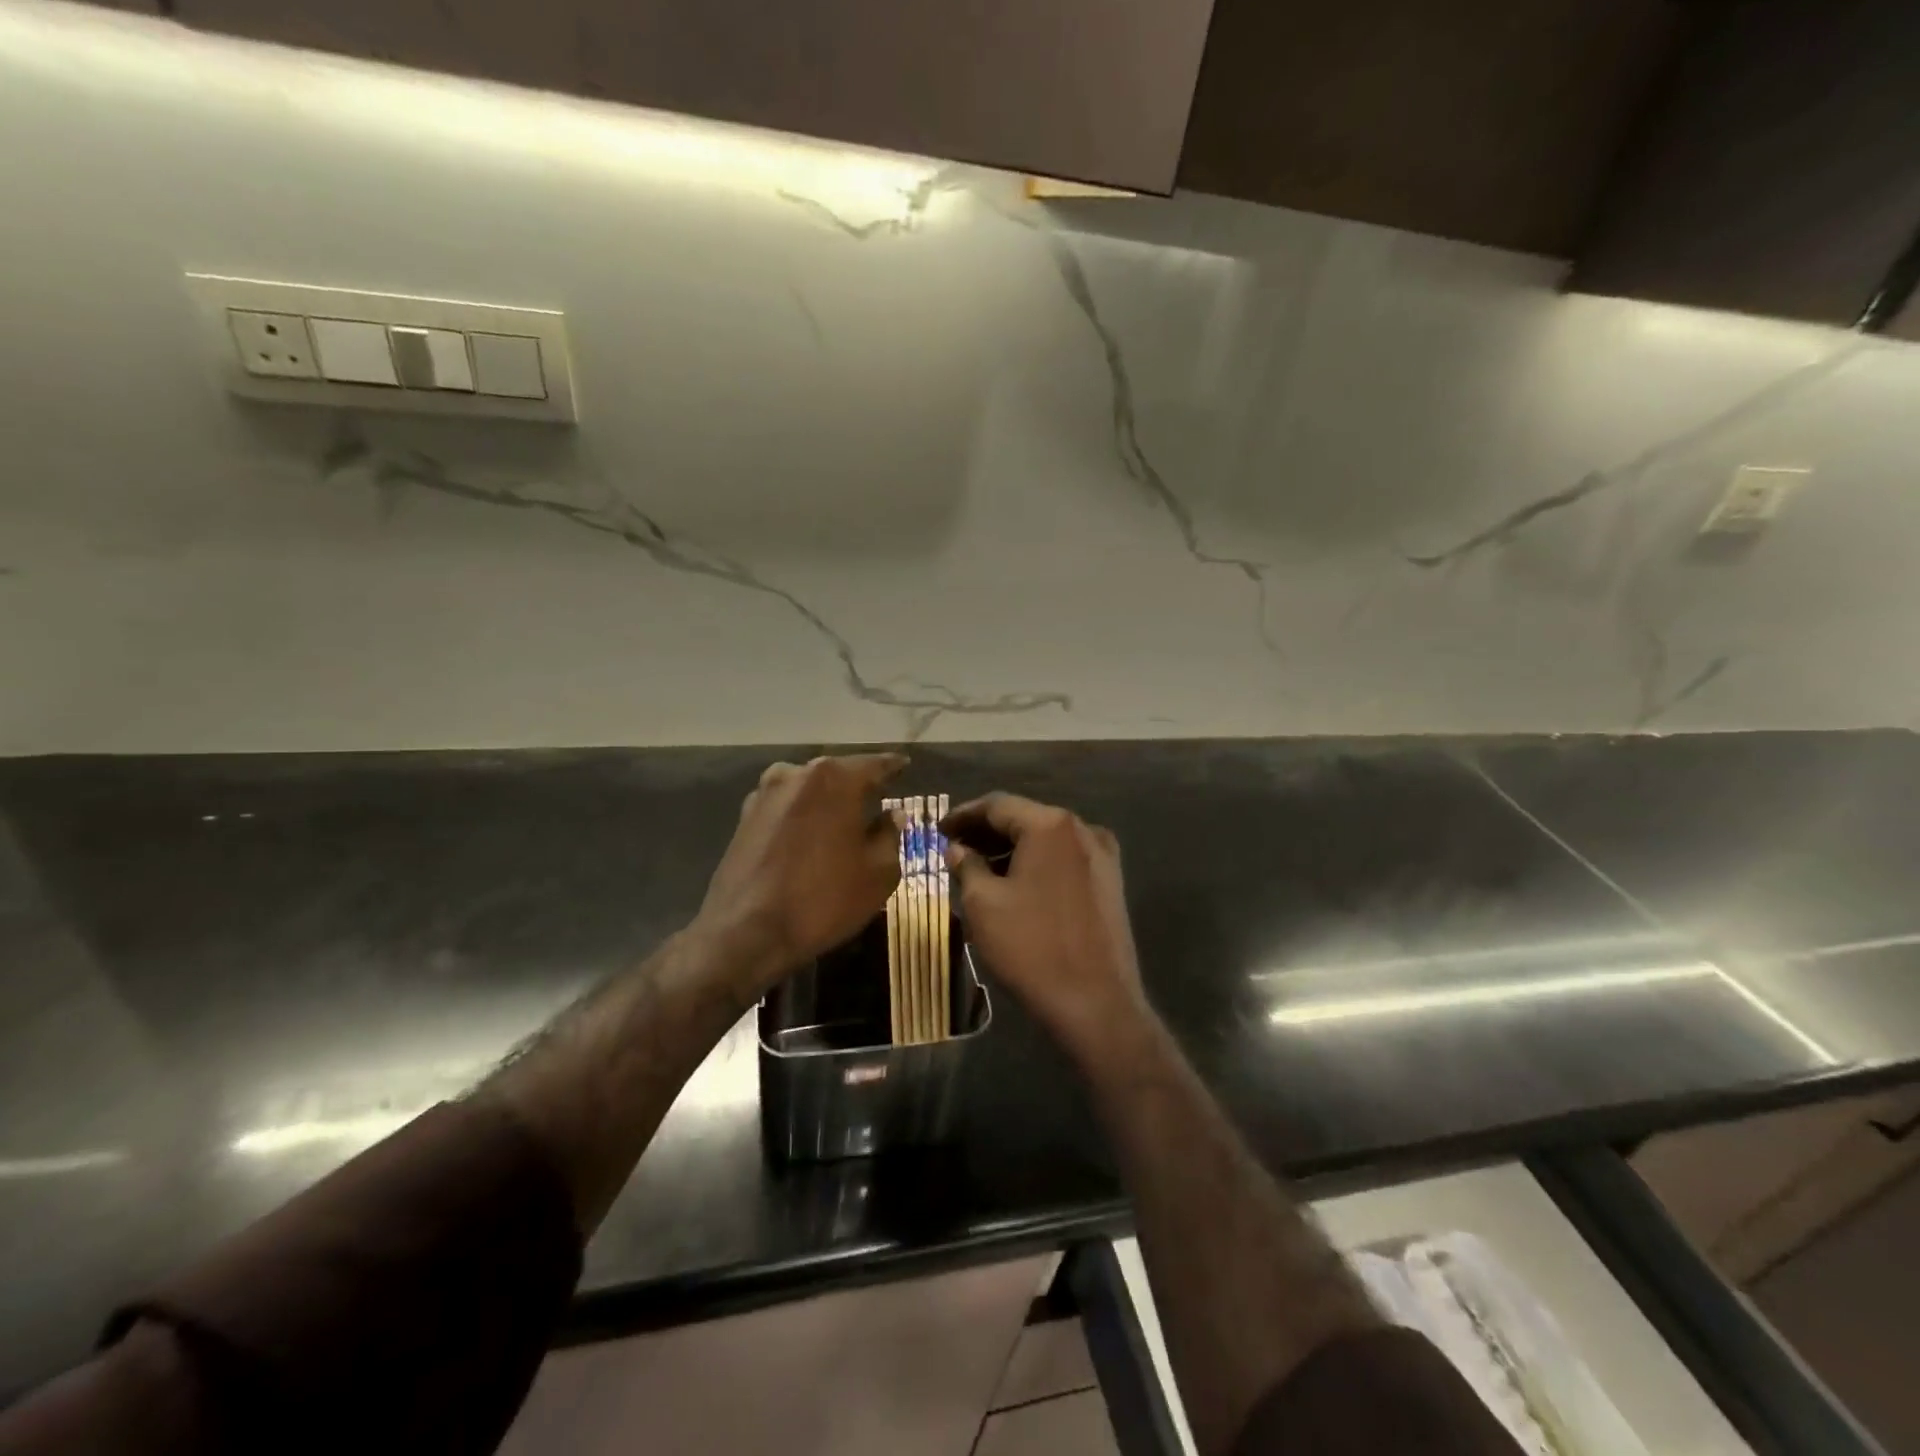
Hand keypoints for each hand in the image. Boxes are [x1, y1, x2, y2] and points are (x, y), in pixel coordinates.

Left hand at [695, 753, 906, 1000]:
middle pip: (838, 774)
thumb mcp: (877, 873)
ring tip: (844, 820)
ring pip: (809, 790)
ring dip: (828, 801)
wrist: (745, 932)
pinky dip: (803, 817)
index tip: (906, 765)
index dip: (894, 767)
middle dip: (859, 785)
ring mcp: (765, 794)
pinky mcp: (744, 817)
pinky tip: (810, 838)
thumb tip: (893, 815)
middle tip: (879, 797)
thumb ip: (890, 835)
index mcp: (834, 778)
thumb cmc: (823, 899)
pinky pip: (786, 808)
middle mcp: (797, 774)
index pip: (875, 764)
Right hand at [942, 793, 1148, 1061]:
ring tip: (977, 868)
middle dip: (987, 832)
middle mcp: (1082, 829)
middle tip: (953, 847)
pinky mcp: (1110, 883)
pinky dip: (1036, 864)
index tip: (938, 829)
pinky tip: (1014, 883)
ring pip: (1046, 840)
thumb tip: (957, 848)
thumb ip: (966, 866)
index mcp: (1050, 825)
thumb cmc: (1031, 947)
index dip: (963, 815)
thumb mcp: (984, 904)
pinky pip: (1064, 860)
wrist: (1096, 1003)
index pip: (997, 805)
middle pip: (1025, 819)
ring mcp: (1102, 856)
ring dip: (1011, 849)